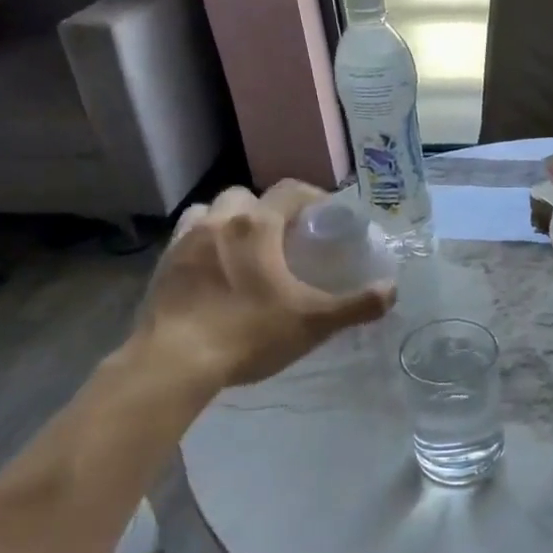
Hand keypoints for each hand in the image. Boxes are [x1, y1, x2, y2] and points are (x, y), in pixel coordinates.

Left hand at [130, 180, 394, 393]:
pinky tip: (212, 274)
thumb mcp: (313, 322)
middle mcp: (219, 222)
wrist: (174, 362)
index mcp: (257, 226)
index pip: (289, 191)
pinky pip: (186, 239)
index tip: (325, 215)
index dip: (312, 196)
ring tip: (242, 251)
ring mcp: (184, 241)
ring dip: (228, 222)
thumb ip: (356, 305)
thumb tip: (391, 290)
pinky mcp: (161, 265)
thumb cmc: (249, 334)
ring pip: (209, 212)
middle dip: (265, 210)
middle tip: (282, 238)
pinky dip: (203, 245)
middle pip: (245, 196)